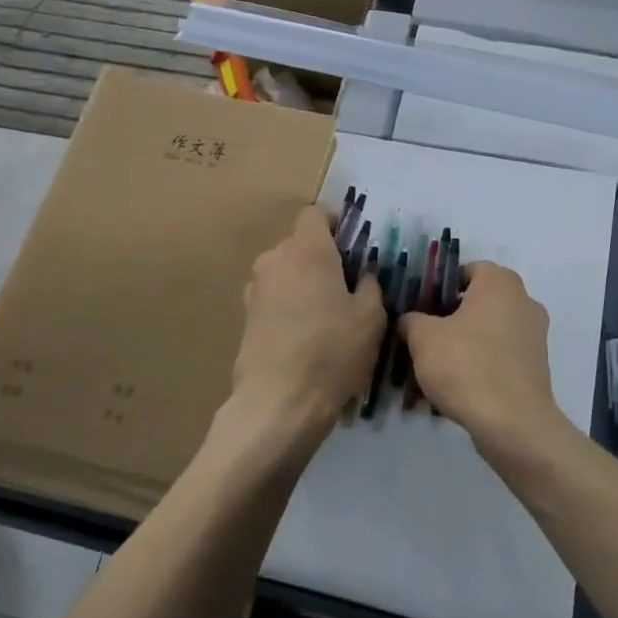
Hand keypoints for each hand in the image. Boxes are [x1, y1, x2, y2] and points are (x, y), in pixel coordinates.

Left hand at [223, 206, 384, 464]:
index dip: (334, 223)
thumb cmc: (332, 351)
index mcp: (307, 250)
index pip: (315, 213)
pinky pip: (274, 299)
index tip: (351, 245)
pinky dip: (289, 307)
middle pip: (299, 245)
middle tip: (346, 286)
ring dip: (303, 284)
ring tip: (326, 316)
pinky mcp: (245, 318)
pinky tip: (306, 337)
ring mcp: (255, 289)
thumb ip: (369, 285)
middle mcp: (275, 259)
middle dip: (321, 258)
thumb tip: (361, 276)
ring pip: (285, 272)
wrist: (279, 403)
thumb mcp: (371, 317)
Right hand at [398, 261, 560, 452]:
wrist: (513, 424)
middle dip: (448, 319)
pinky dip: (480, 365)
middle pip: (477, 302)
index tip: (419, 309)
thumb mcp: (423, 338)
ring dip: (462, 345)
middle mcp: (523, 300)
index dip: (439, 287)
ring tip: (433, 369)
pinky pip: (500, 356)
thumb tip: (410, 320)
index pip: (465, 270)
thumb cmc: (466, 366)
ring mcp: (534, 335)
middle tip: (422, 339)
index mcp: (500, 282)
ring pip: (487, 332)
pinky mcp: (536, 366)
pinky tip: (456, 388)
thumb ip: (412, 320)